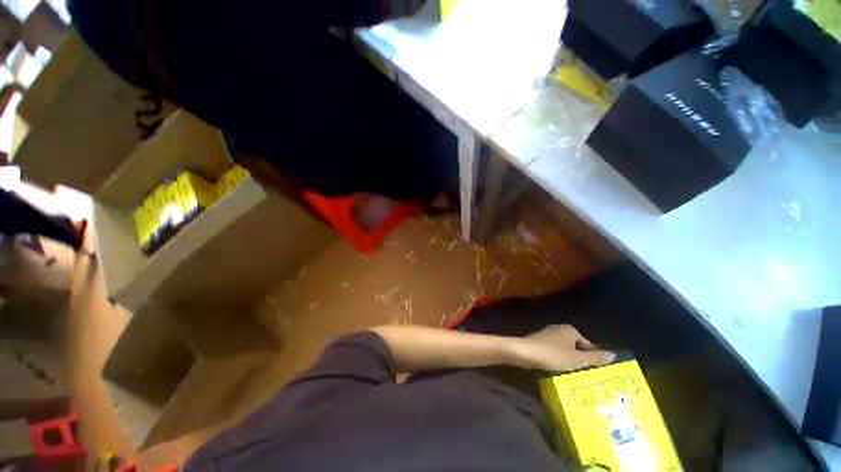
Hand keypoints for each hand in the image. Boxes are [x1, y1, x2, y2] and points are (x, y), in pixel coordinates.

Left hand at [517, 325, 615, 371]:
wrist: (525, 352)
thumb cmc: (553, 355)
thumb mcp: (577, 359)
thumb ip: (595, 358)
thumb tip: (613, 354)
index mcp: (570, 330)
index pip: (588, 345)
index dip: (593, 358)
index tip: (598, 372)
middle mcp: (559, 329)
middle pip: (576, 347)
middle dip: (581, 360)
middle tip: (588, 376)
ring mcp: (548, 335)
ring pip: (565, 350)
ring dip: (569, 361)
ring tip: (575, 376)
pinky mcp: (540, 342)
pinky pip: (554, 352)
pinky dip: (558, 360)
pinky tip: (559, 371)